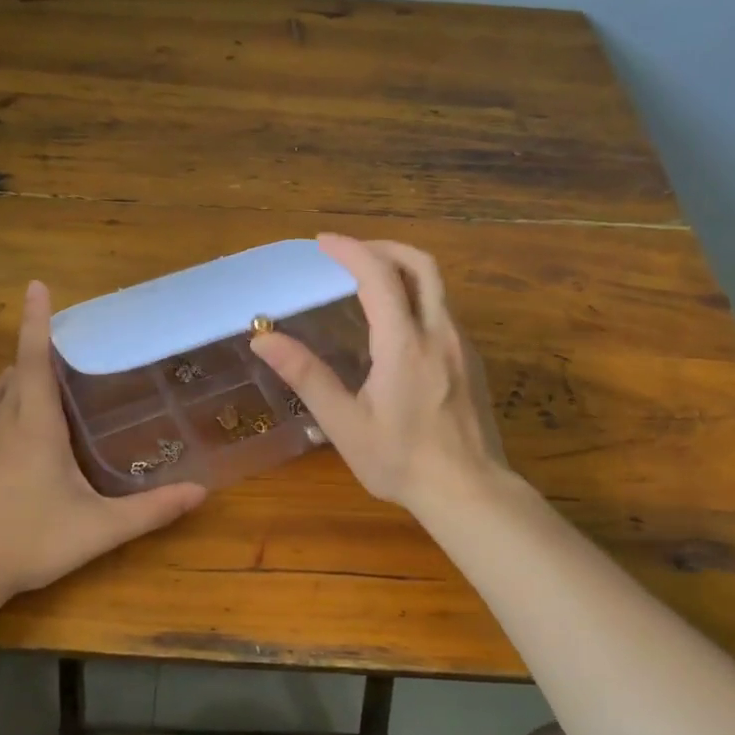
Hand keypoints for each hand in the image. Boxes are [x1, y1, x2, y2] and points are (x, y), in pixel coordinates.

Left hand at [0, 280, 207, 603]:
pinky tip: (18, 428)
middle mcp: (2, 422)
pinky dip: (4, 403)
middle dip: (35, 350)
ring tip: (44, 379)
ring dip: (17, 376)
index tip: (37, 284)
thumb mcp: (99, 528)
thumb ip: (151, 510)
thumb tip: (200, 492)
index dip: (37, 320)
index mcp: (34, 424)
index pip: (34, 358)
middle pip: (15, 370)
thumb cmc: (30, 540)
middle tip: (66, 346)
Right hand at [250, 234, 512, 517]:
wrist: (469, 492)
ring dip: (402, 270)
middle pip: (421, 265)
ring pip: (437, 286)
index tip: (323, 242)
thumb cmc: (401, 461)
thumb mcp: (344, 424)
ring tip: (367, 281)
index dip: (350, 250)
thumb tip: (263, 339)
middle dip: (384, 247)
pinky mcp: (472, 360)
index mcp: (404, 344)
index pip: (379, 276)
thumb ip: (306, 376)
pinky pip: (444, 310)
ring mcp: (462, 345)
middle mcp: (439, 333)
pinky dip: (417, 295)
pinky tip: (396, 323)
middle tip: (350, 253)